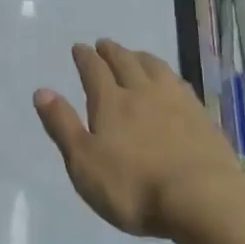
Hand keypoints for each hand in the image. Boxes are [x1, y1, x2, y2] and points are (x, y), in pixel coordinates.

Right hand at [33, 39, 240, 238]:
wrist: (202, 200)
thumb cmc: (133, 187)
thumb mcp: (84, 162)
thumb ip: (63, 125)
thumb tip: (42, 91)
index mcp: (111, 102)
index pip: (94, 70)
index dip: (85, 57)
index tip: (80, 48)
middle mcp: (142, 92)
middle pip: (125, 62)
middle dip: (112, 51)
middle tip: (104, 44)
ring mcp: (176, 102)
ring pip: (155, 68)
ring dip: (141, 57)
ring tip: (135, 54)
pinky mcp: (201, 117)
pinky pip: (180, 85)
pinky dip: (169, 76)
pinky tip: (172, 82)